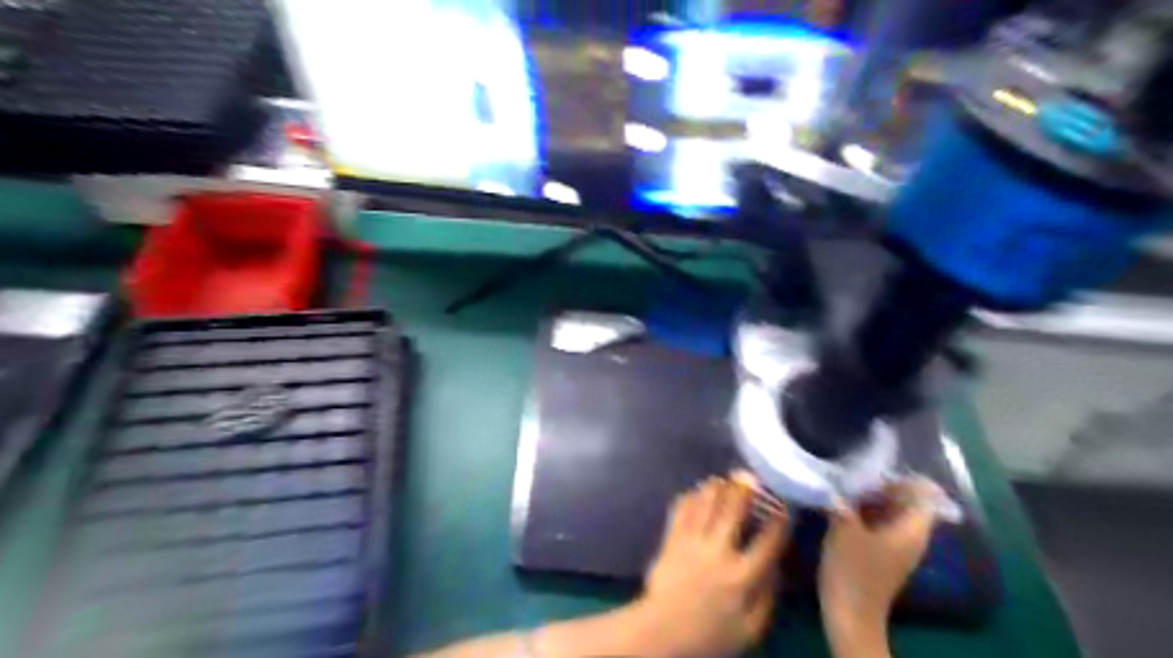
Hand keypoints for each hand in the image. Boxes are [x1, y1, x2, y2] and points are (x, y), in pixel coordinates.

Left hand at [637, 479, 792, 657]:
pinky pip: (681, 510)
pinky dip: (689, 497)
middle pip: (734, 510)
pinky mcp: (672, 539)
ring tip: (722, 479)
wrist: (664, 632)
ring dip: (716, 488)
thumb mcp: (750, 630)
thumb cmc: (711, 635)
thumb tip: (777, 566)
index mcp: (743, 576)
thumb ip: (767, 596)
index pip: (768, 540)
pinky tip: (695, 492)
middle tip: (750, 476)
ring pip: (706, 503)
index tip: (785, 505)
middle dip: (744, 490)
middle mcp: (719, 552)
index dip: (780, 519)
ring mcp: (692, 542)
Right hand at [819, 477, 940, 634]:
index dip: (907, 477)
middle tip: (855, 471)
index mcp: (911, 530)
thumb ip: (845, 502)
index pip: (925, 495)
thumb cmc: (852, 570)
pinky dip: (867, 511)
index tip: (879, 464)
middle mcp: (911, 536)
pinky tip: (842, 504)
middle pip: (908, 502)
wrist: (850, 614)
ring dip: (873, 497)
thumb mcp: (845, 529)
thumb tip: (839, 481)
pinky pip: (881, 523)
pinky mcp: (882, 553)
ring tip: (845, 483)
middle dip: (885, 484)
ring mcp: (897, 546)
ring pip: (892, 512)